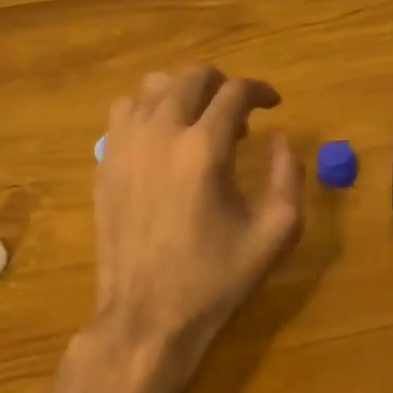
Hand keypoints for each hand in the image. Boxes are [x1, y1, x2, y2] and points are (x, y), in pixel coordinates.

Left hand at [91, 67, 303, 392]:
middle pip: (190, 76)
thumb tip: (281, 138)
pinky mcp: (104, 164)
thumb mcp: (275, 233)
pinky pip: (123, 114)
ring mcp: (125, 146)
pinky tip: (162, 139)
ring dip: (182, 92)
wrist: (148, 317)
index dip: (260, 90)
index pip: (235, 92)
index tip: (273, 103)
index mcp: (204, 149)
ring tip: (198, 119)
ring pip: (151, 87)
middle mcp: (160, 134)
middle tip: (238, 109)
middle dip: (222, 83)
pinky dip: (147, 111)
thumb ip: (288, 176)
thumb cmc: (216, 278)